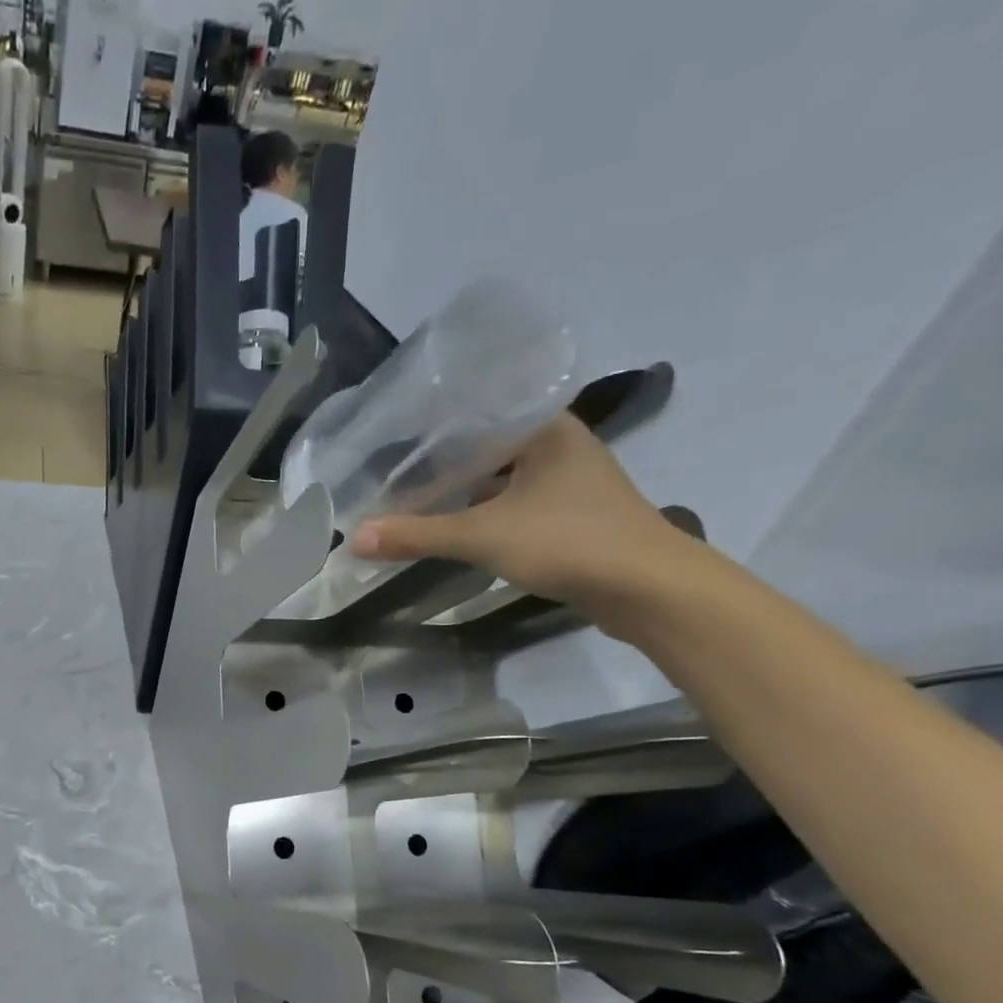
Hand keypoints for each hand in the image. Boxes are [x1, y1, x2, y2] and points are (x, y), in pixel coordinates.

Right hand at [351, 413, 698, 622]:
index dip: (430, 427)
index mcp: (544, 427)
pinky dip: (480, 513)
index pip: (476, 412)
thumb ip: (418, 535)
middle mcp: (557, 445)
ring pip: (497, 479)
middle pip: (483, 447)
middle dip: (438, 463)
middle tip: (387, 471)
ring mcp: (567, 482)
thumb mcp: (483, 536)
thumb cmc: (569, 541)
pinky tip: (450, 524)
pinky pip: (511, 504)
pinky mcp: (568, 516)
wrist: (648, 589)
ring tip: (407, 496)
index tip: (387, 438)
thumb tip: (354, 539)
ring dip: (459, 491)